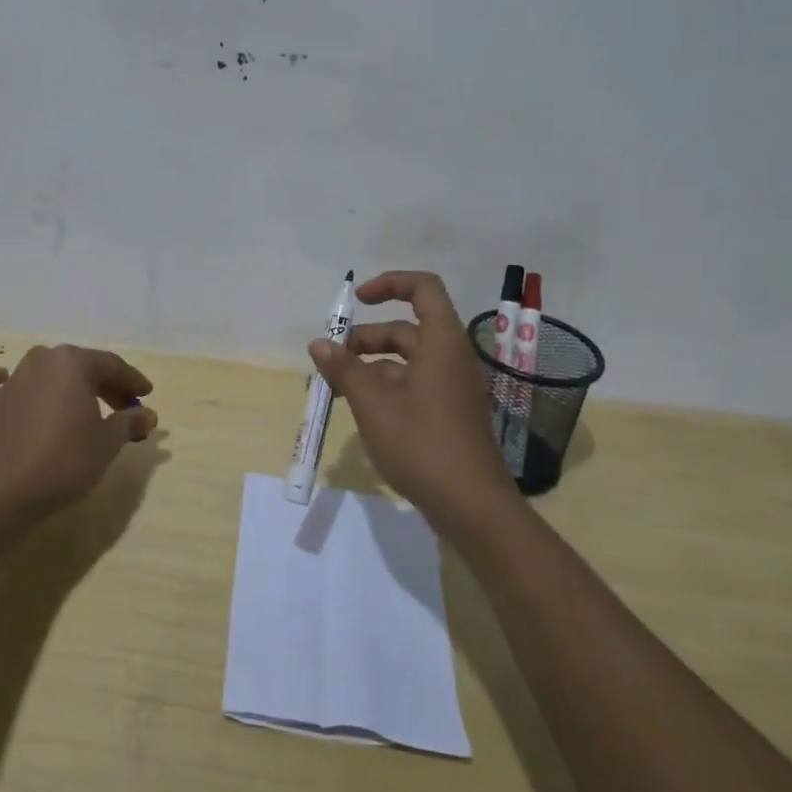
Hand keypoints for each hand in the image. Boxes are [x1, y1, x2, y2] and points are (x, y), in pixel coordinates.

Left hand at [0, 344, 157, 521]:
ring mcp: (12, 381)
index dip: (132, 381)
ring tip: (80, 406)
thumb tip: (147, 415)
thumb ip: (128, 422)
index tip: (146, 396)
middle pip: (80, 367)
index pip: (111, 365)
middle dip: (105, 386)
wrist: (9, 492)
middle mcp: (41, 361)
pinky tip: (1, 379)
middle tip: (124, 410)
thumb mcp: (108, 442)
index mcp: (72, 362)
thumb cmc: (67, 459)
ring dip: (64, 384)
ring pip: (44, 371)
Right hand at [309, 270, 512, 531]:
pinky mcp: (447, 414)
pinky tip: (361, 412)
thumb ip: (344, 369)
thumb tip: (319, 343)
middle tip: (331, 360)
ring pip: (405, 361)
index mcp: (441, 342)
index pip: (422, 288)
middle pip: (405, 328)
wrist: (472, 507)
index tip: (357, 300)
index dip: (390, 284)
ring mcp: (450, 388)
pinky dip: (384, 388)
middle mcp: (449, 358)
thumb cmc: (422, 444)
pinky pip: (412, 385)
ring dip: (370, 367)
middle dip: (365, 338)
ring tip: (337, 389)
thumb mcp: (373, 404)